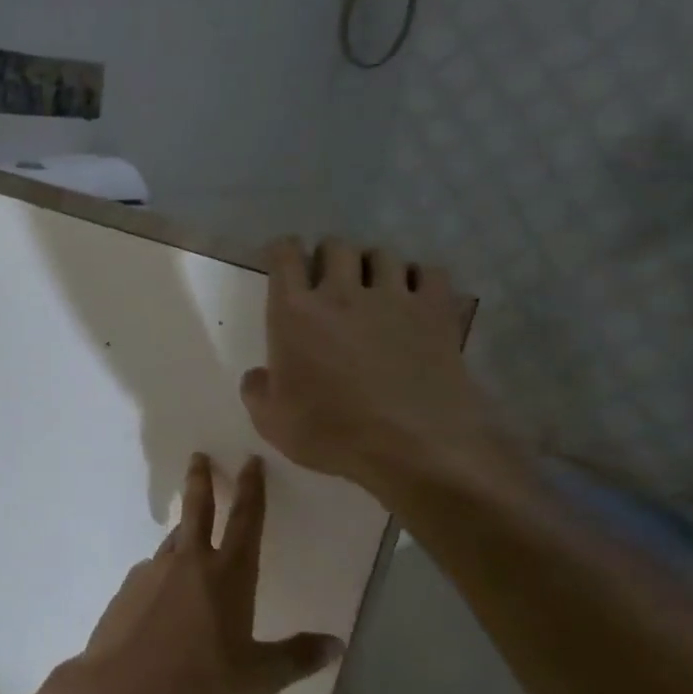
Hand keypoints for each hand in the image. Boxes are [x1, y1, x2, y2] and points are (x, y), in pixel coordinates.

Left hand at [76, 454, 340, 693]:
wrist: (121, 687)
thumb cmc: (197, 681)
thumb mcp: (257, 678)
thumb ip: (296, 658)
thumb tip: (335, 644)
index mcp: (227, 575)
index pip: (246, 521)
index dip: (252, 489)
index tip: (250, 461)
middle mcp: (189, 562)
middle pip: (198, 509)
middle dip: (202, 479)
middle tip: (199, 456)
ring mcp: (153, 572)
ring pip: (173, 541)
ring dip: (184, 531)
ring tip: (189, 537)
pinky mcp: (128, 588)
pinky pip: (153, 572)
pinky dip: (164, 574)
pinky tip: (164, 598)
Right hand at [241, 238, 520, 502]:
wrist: (412, 447)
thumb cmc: (331, 434)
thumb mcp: (271, 422)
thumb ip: (256, 391)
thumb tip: (259, 375)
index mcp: (294, 314)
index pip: (285, 256)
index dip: (283, 251)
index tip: (284, 261)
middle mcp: (342, 293)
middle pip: (335, 246)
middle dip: (328, 257)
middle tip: (329, 280)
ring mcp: (393, 297)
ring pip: (381, 254)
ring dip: (372, 266)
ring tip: (373, 288)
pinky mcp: (435, 311)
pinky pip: (428, 272)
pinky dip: (417, 279)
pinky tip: (413, 298)